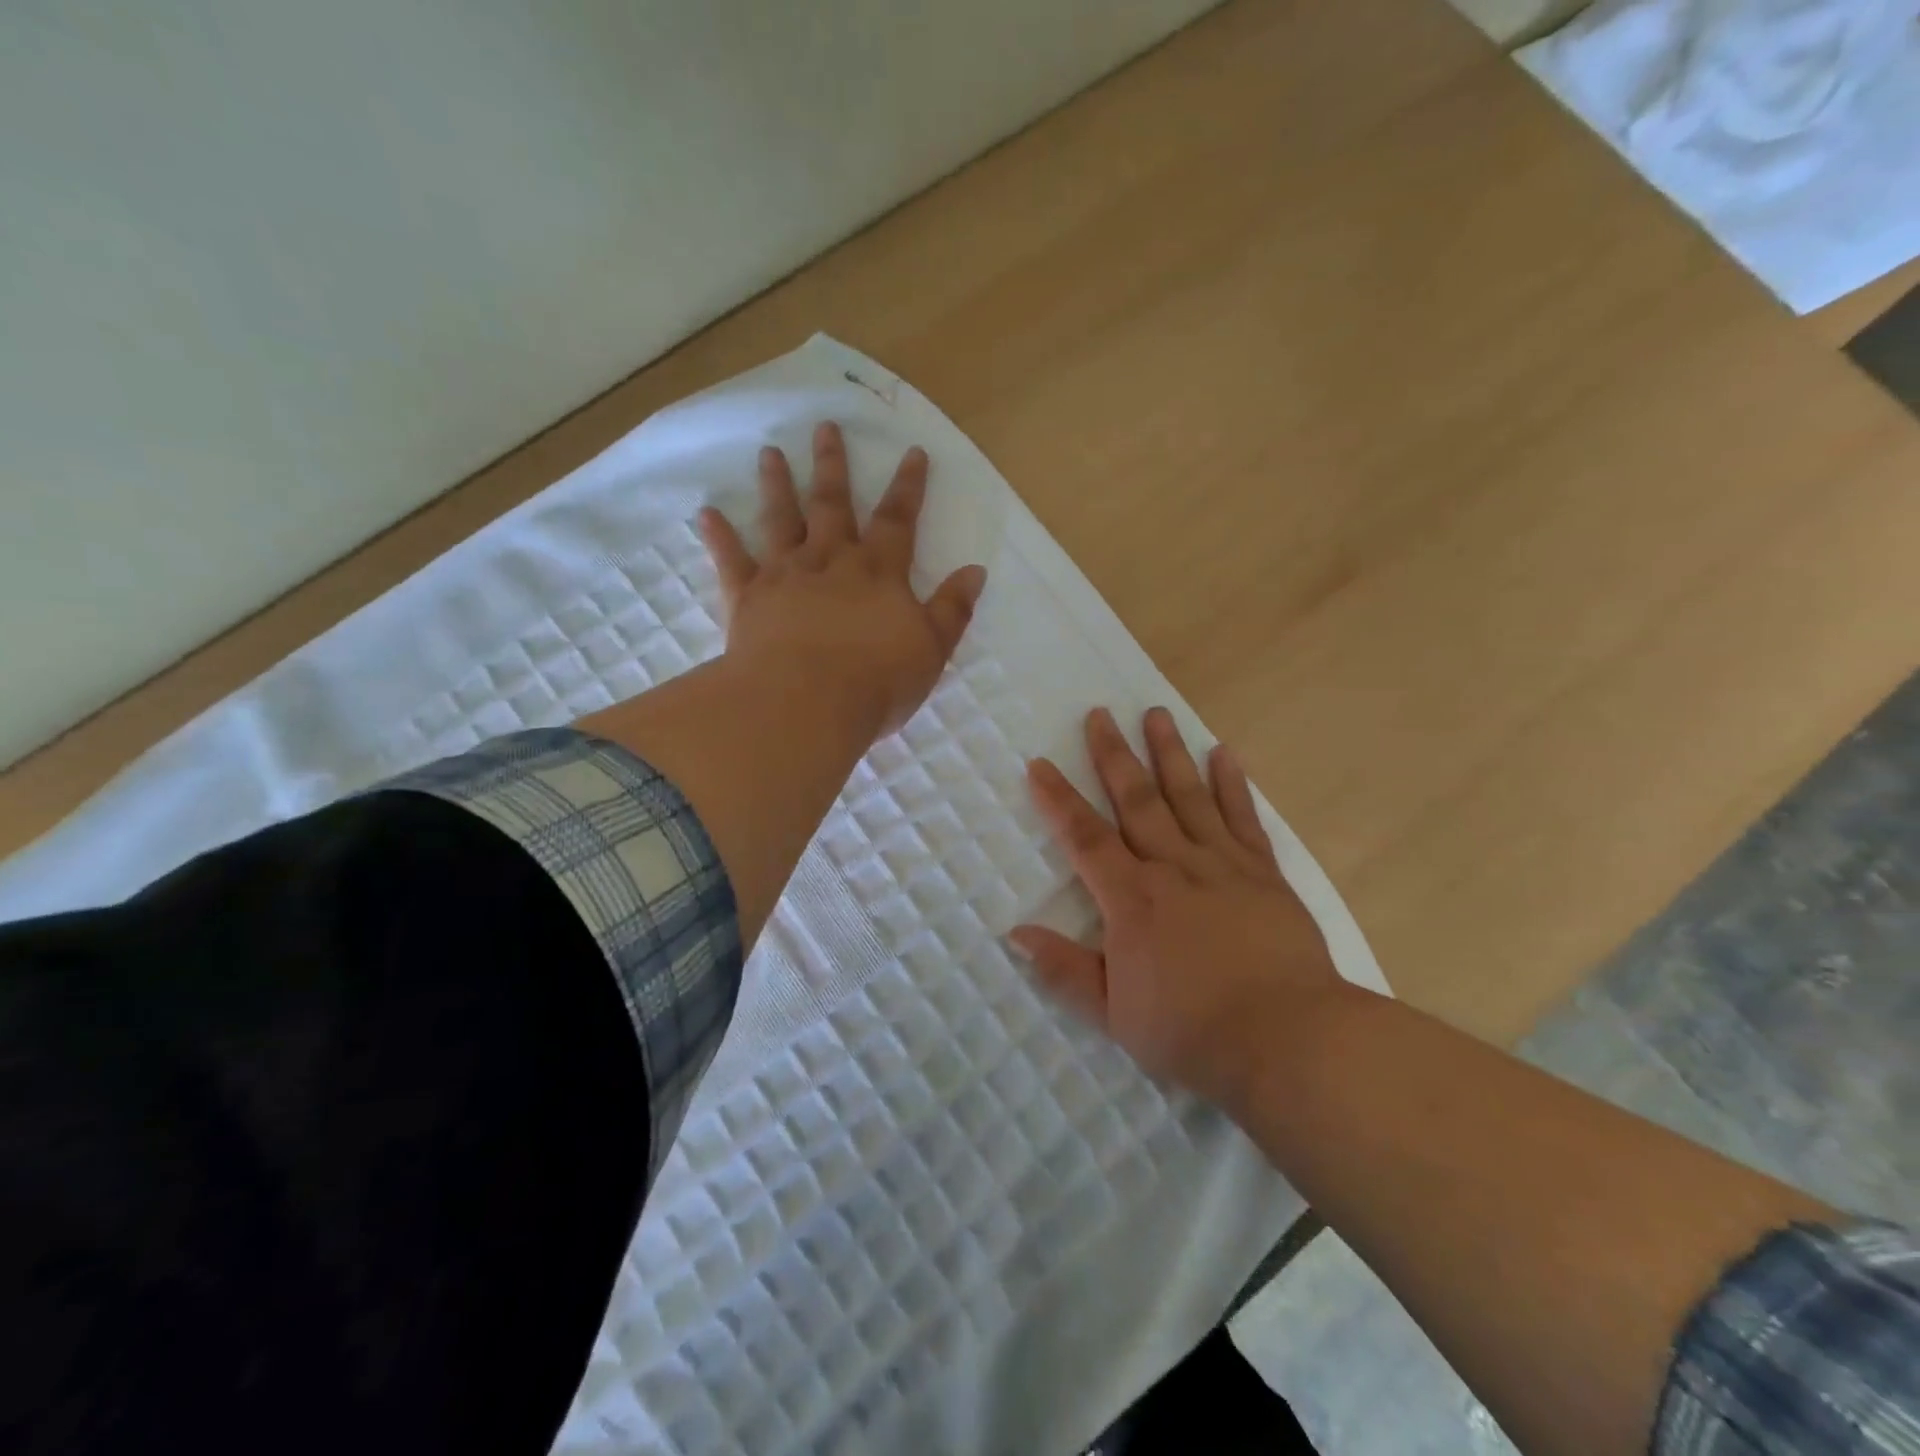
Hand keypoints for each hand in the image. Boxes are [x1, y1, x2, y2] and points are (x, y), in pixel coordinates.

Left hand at [697, 421, 986, 739]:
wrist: (805, 704)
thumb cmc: (876, 681)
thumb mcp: (931, 650)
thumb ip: (952, 609)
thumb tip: (975, 571)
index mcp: (879, 572)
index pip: (898, 520)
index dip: (908, 486)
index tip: (912, 452)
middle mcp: (831, 561)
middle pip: (833, 505)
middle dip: (833, 466)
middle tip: (824, 427)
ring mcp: (785, 575)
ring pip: (781, 520)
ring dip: (777, 485)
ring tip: (769, 453)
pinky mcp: (748, 598)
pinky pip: (731, 561)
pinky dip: (719, 537)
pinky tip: (706, 514)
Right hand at [1010, 707, 1358, 1112]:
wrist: (1288, 1041)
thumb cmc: (1192, 1032)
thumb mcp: (1113, 1014)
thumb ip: (1064, 970)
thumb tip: (1016, 933)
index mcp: (1131, 900)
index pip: (1085, 838)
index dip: (1058, 800)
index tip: (1040, 764)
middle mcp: (1172, 867)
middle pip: (1136, 800)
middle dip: (1113, 756)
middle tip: (1100, 713)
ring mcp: (1222, 865)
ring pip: (1189, 796)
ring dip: (1169, 753)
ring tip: (1157, 713)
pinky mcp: (1264, 874)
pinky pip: (1243, 819)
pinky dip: (1232, 784)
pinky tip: (1225, 754)